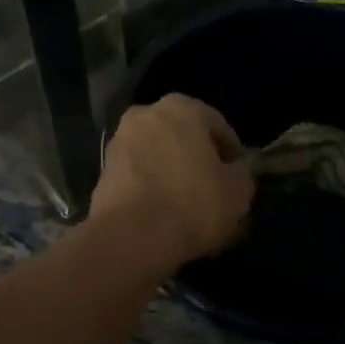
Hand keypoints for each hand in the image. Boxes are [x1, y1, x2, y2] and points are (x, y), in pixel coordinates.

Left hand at [90, 94, 254, 269]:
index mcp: (181, 107)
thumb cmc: (193, 202)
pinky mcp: (103, 173)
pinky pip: (140, 179)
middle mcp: (145, 115)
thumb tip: (233, 172)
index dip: (233, 154)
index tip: (239, 178)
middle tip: (215, 193)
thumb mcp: (238, 190)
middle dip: (199, 163)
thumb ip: (241, 173)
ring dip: (174, 178)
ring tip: (190, 210)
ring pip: (159, 159)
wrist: (131, 236)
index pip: (218, 126)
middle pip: (184, 140)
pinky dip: (153, 191)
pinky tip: (166, 218)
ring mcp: (119, 143)